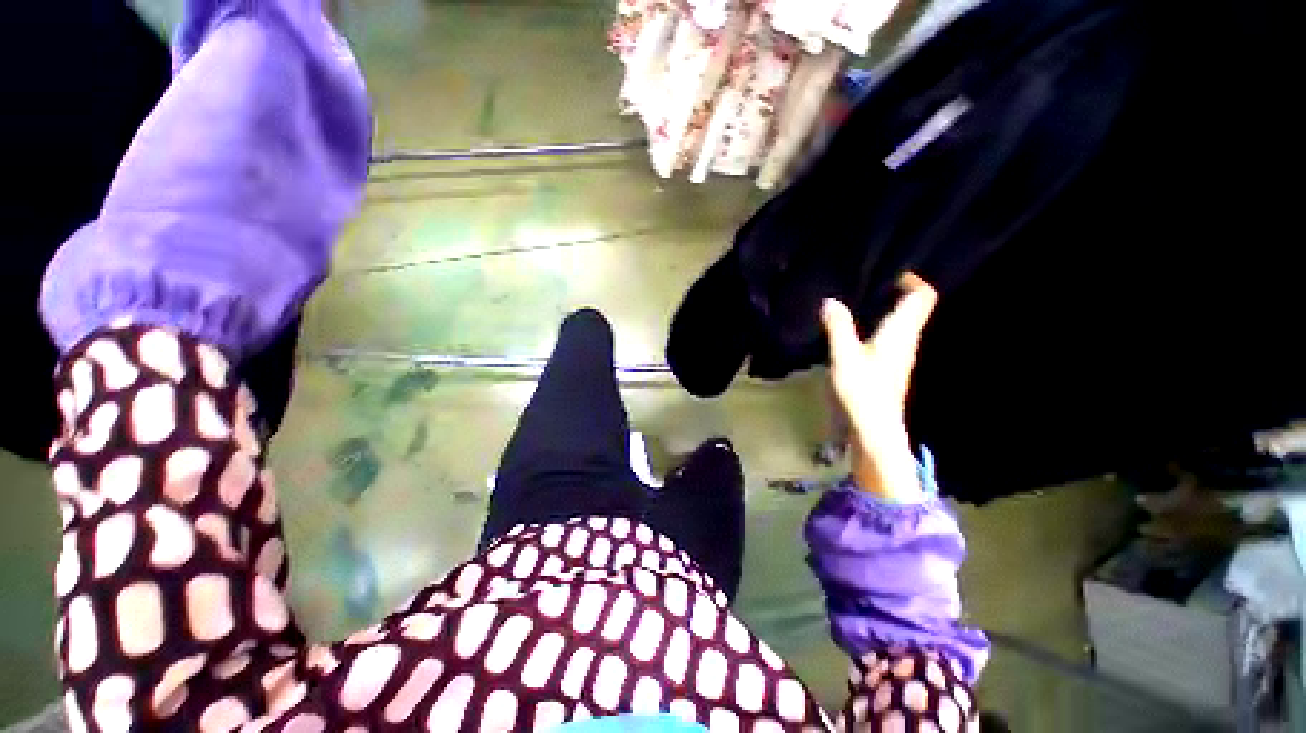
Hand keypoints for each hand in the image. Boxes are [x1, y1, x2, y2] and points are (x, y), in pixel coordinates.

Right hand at [821, 273, 937, 500]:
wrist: (875, 429)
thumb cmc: (864, 391)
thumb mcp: (845, 356)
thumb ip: (838, 327)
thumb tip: (830, 300)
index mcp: (901, 333)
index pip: (921, 298)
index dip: (912, 281)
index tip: (891, 271)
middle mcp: (906, 341)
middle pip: (913, 308)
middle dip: (897, 291)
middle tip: (869, 281)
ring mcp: (900, 356)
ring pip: (901, 323)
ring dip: (886, 308)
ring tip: (859, 299)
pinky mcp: (889, 367)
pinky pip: (890, 336)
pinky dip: (878, 325)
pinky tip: (857, 329)